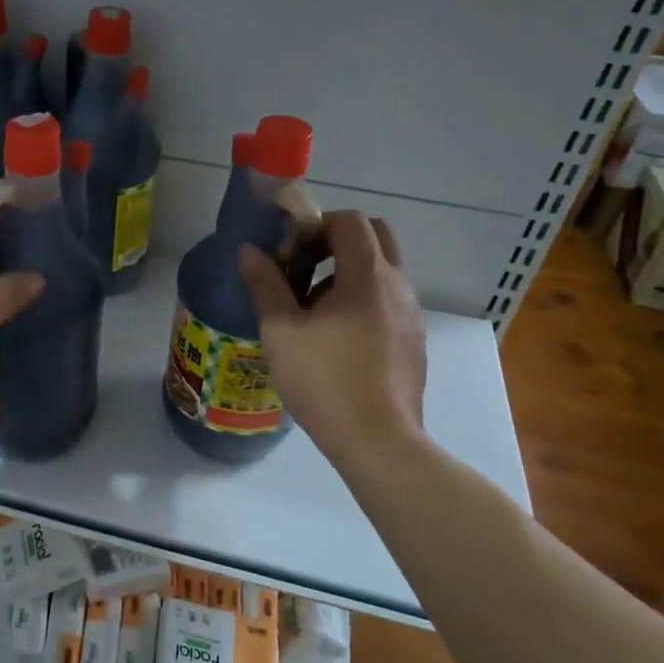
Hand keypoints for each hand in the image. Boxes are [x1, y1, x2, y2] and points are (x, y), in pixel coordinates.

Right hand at [239, 212, 427, 466]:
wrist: (378, 440)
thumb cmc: (324, 379)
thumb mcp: (280, 331)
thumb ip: (265, 285)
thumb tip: (249, 251)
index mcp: (367, 276)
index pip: (350, 221)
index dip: (317, 225)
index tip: (291, 251)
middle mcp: (398, 286)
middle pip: (375, 237)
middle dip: (338, 242)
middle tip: (304, 269)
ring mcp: (412, 315)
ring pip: (382, 273)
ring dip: (348, 275)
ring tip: (313, 312)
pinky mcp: (414, 342)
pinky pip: (388, 303)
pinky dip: (363, 303)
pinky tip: (336, 341)